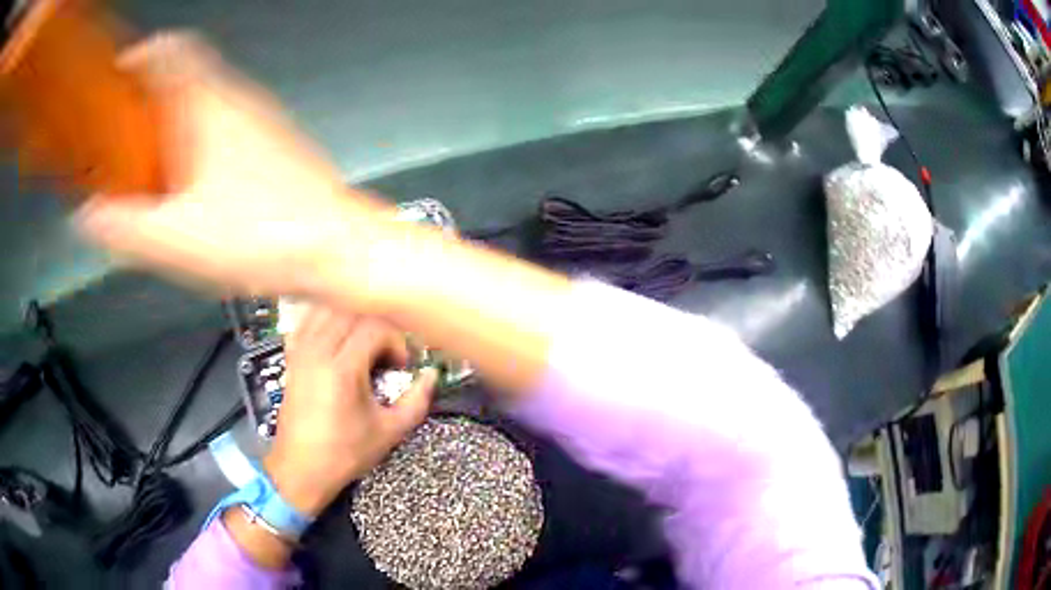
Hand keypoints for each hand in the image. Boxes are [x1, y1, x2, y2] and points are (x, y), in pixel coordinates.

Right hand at [76, 34, 399, 302]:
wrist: (337, 250)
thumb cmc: (271, 236)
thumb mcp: (175, 238)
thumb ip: (123, 226)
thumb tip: (90, 217)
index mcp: (211, 105)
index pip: (173, 49)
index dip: (142, 53)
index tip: (121, 69)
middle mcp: (238, 103)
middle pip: (184, 77)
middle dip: (148, 97)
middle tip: (123, 128)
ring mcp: (258, 123)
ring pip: (202, 104)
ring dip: (170, 123)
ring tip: (147, 162)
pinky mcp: (269, 149)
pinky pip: (221, 131)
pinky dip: (194, 144)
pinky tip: (187, 185)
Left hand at [264, 306, 437, 517]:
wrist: (302, 468)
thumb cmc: (345, 453)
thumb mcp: (389, 432)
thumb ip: (416, 401)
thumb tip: (430, 375)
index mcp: (342, 369)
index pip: (374, 327)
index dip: (396, 340)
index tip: (401, 364)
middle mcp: (317, 352)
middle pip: (352, 312)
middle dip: (377, 327)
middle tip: (388, 351)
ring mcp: (300, 352)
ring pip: (328, 310)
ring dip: (352, 319)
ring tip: (365, 342)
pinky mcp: (291, 358)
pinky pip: (307, 322)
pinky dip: (326, 321)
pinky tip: (337, 337)